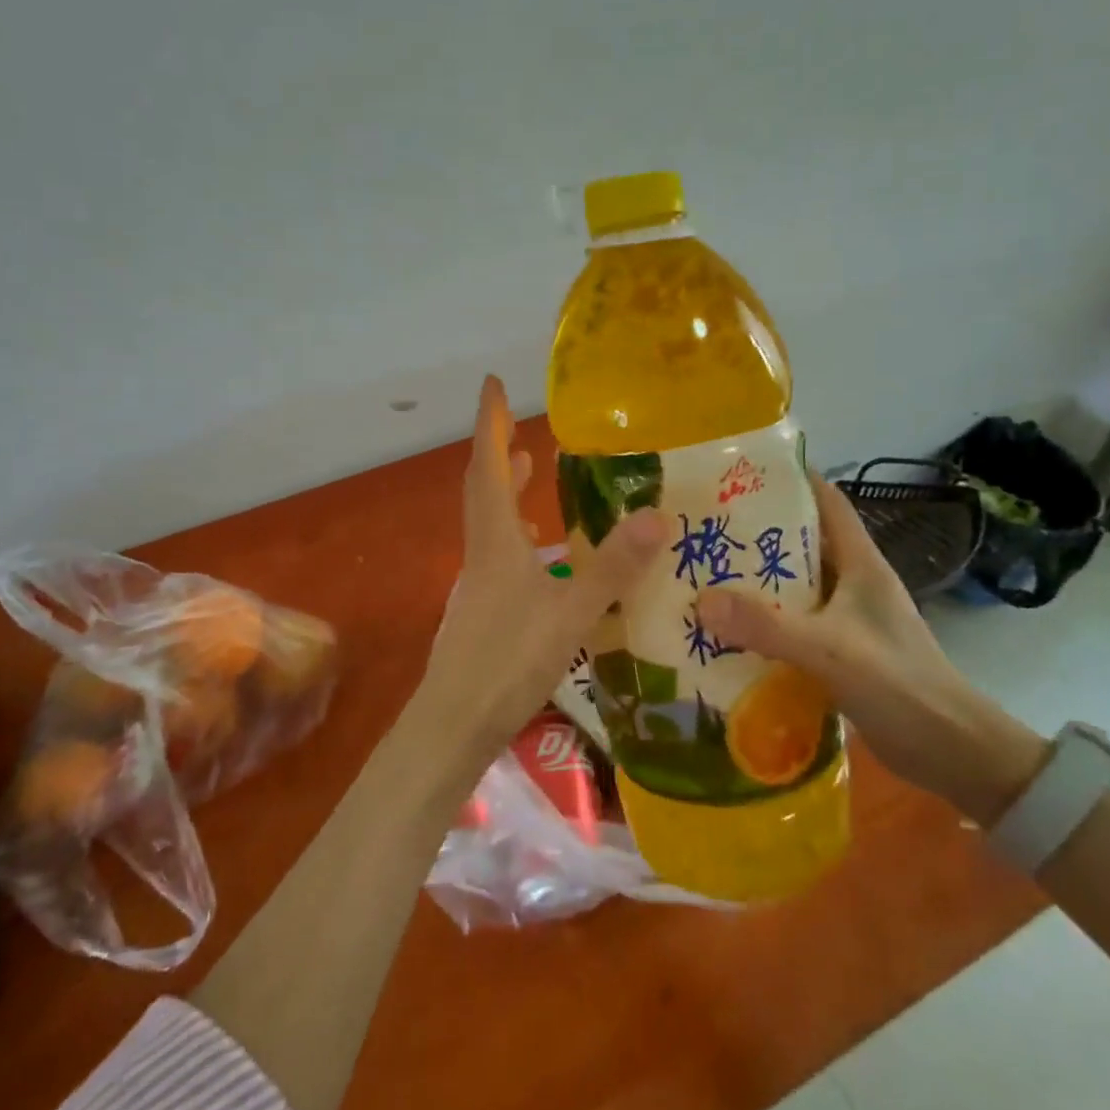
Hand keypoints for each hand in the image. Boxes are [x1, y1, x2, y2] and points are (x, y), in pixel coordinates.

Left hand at [415, 376, 667, 759]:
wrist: (453, 725)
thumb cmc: (507, 664)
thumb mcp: (569, 614)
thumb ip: (612, 568)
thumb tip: (656, 515)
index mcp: (495, 541)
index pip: (489, 466)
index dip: (490, 423)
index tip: (491, 383)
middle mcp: (481, 553)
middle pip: (483, 487)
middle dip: (498, 449)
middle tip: (517, 424)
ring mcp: (478, 583)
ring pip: (489, 520)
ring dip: (506, 488)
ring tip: (532, 470)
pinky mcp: (482, 610)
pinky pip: (499, 551)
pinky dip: (516, 531)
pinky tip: (542, 553)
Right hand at [696, 473, 1046, 824]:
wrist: (953, 754)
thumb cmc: (900, 685)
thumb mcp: (829, 650)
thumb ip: (766, 626)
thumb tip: (701, 601)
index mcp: (861, 564)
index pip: (827, 501)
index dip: (791, 479)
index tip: (739, 473)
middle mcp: (854, 583)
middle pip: (801, 542)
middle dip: (755, 533)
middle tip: (704, 528)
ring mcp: (848, 620)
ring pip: (794, 587)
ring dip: (755, 582)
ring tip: (704, 576)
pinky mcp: (841, 654)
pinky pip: (793, 626)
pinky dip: (763, 624)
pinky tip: (728, 632)